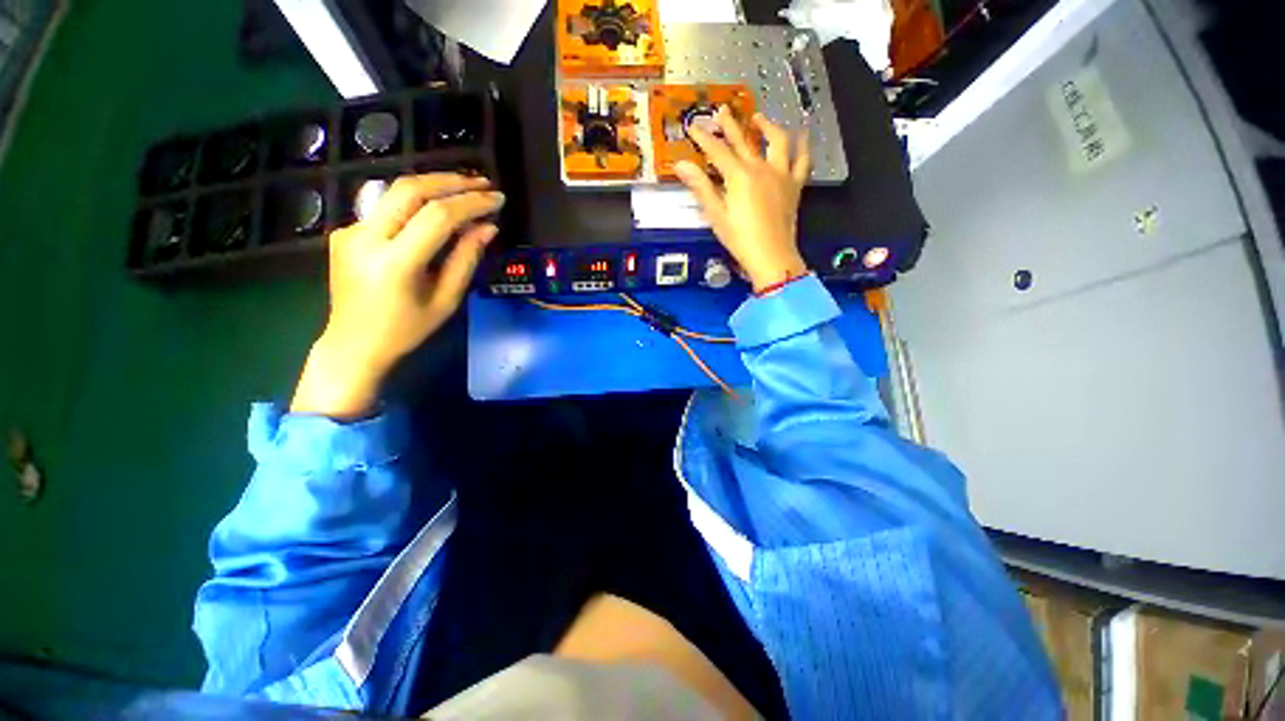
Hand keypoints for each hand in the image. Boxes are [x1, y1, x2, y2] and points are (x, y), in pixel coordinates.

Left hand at [291, 173, 503, 417]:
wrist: (351, 347)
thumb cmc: (400, 333)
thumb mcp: (442, 303)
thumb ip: (466, 259)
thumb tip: (489, 225)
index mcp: (393, 264)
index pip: (437, 216)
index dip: (471, 202)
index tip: (497, 199)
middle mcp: (368, 240)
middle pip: (412, 189)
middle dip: (451, 181)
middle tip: (480, 183)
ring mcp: (351, 233)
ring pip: (396, 191)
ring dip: (431, 185)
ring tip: (460, 189)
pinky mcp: (345, 231)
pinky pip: (384, 208)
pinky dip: (409, 205)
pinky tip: (424, 214)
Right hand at [674, 109, 810, 291]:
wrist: (774, 257)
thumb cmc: (741, 238)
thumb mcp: (715, 213)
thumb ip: (701, 186)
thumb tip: (681, 165)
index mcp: (739, 175)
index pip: (717, 149)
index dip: (703, 137)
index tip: (693, 126)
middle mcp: (761, 168)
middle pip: (744, 139)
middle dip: (730, 123)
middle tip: (722, 111)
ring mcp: (781, 175)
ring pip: (777, 141)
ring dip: (767, 126)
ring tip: (760, 118)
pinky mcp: (794, 185)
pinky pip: (802, 162)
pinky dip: (803, 147)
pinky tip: (803, 136)